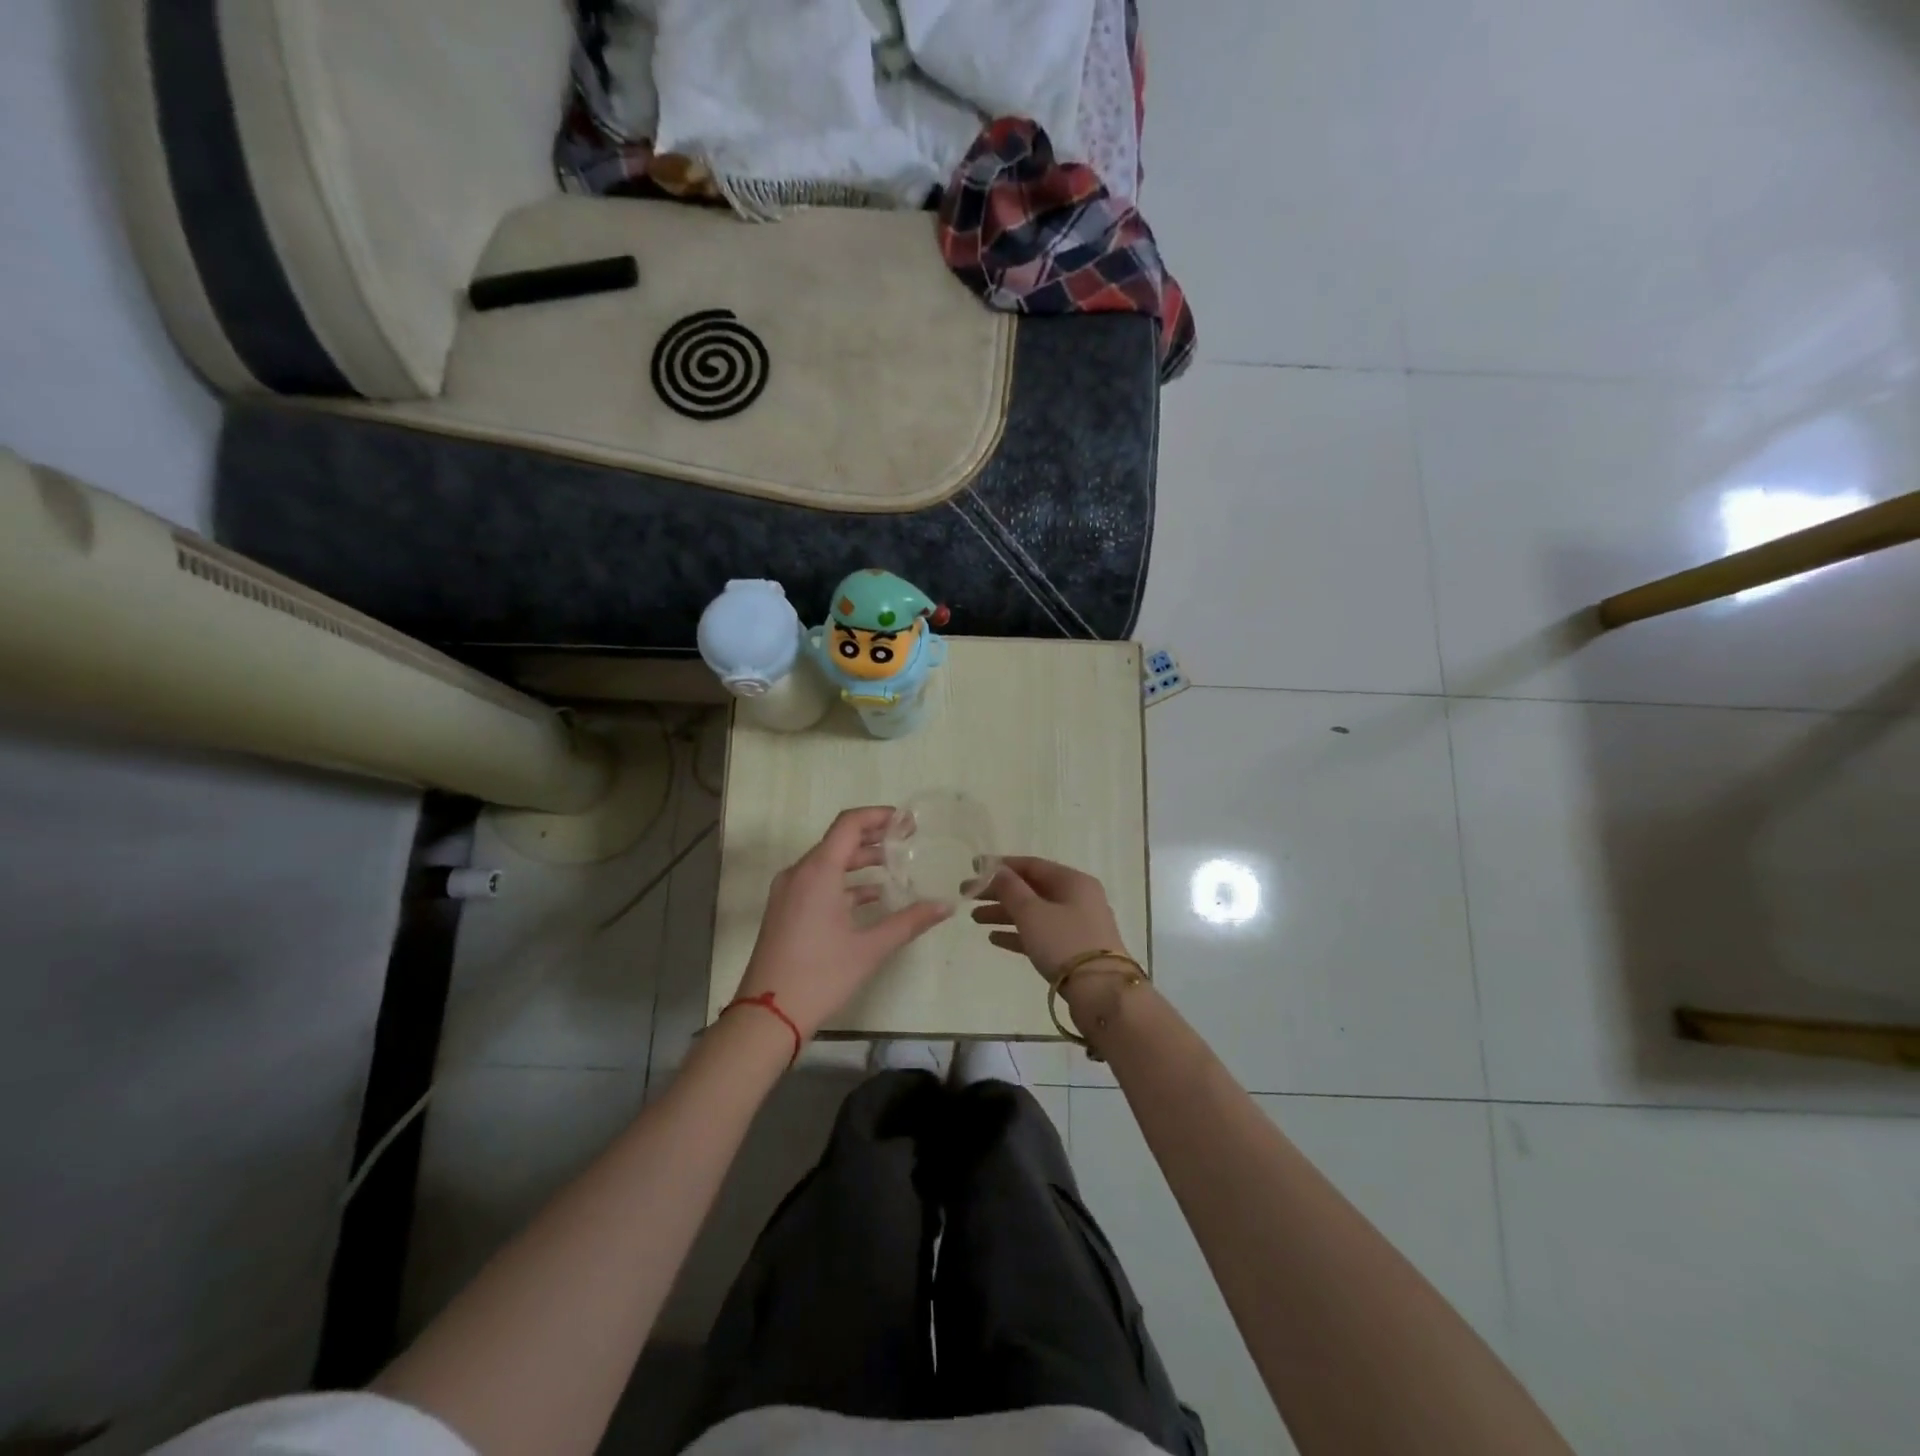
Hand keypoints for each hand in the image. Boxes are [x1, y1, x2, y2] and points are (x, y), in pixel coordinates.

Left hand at [736, 807, 951, 1040]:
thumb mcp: (870, 948)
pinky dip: (845, 883)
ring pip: (828, 863)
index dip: (879, 816)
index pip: (849, 824)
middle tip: (908, 842)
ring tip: (896, 868)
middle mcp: (799, 873)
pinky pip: (818, 882)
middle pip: (839, 840)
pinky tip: (872, 898)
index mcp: (818, 871)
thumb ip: (909, 921)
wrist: (767, 1016)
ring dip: (860, 862)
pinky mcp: (785, 910)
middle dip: (874, 838)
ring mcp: (788, 892)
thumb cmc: (820, 975)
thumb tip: (945, 905)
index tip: (908, 822)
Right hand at [972, 856, 1131, 980]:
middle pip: (1031, 889)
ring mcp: (1077, 925)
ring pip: (1034, 912)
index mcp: (1073, 881)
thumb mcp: (1032, 912)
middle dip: (999, 892)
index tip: (974, 868)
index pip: (1032, 865)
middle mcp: (1078, 898)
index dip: (1001, 865)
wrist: (1102, 993)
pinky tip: (994, 938)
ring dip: (1005, 913)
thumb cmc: (1065, 943)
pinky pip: (1041, 934)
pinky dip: (1018, 933)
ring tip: (975, 919)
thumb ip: (1011, 889)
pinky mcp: (1074, 950)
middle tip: (967, 896)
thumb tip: (996, 869)